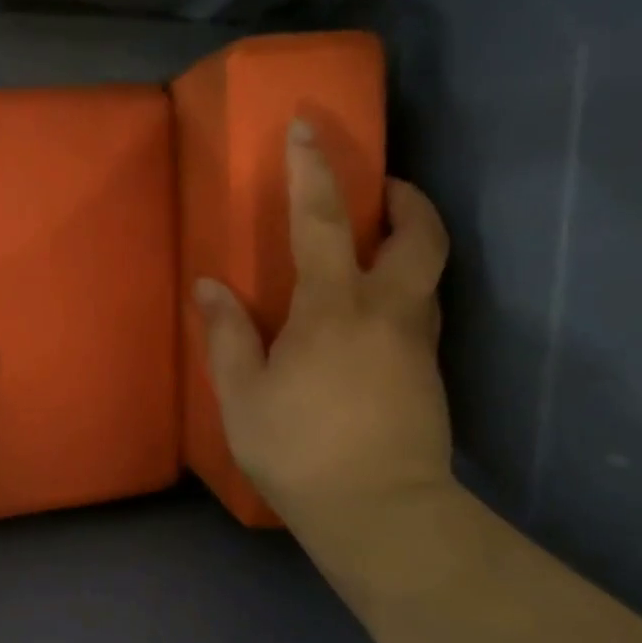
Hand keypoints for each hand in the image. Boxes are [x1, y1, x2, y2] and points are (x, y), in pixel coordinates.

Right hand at [194, 119, 452, 525]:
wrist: (382, 514)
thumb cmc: (300, 451)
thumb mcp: (243, 396)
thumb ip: (227, 335)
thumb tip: (211, 286)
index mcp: (333, 309)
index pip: (324, 222)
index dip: (315, 171)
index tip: (308, 128)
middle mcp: (387, 312)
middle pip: (420, 235)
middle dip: (406, 199)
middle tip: (381, 188)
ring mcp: (417, 342)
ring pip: (430, 271)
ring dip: (411, 241)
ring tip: (377, 244)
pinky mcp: (430, 371)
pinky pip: (422, 309)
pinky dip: (406, 287)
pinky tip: (373, 313)